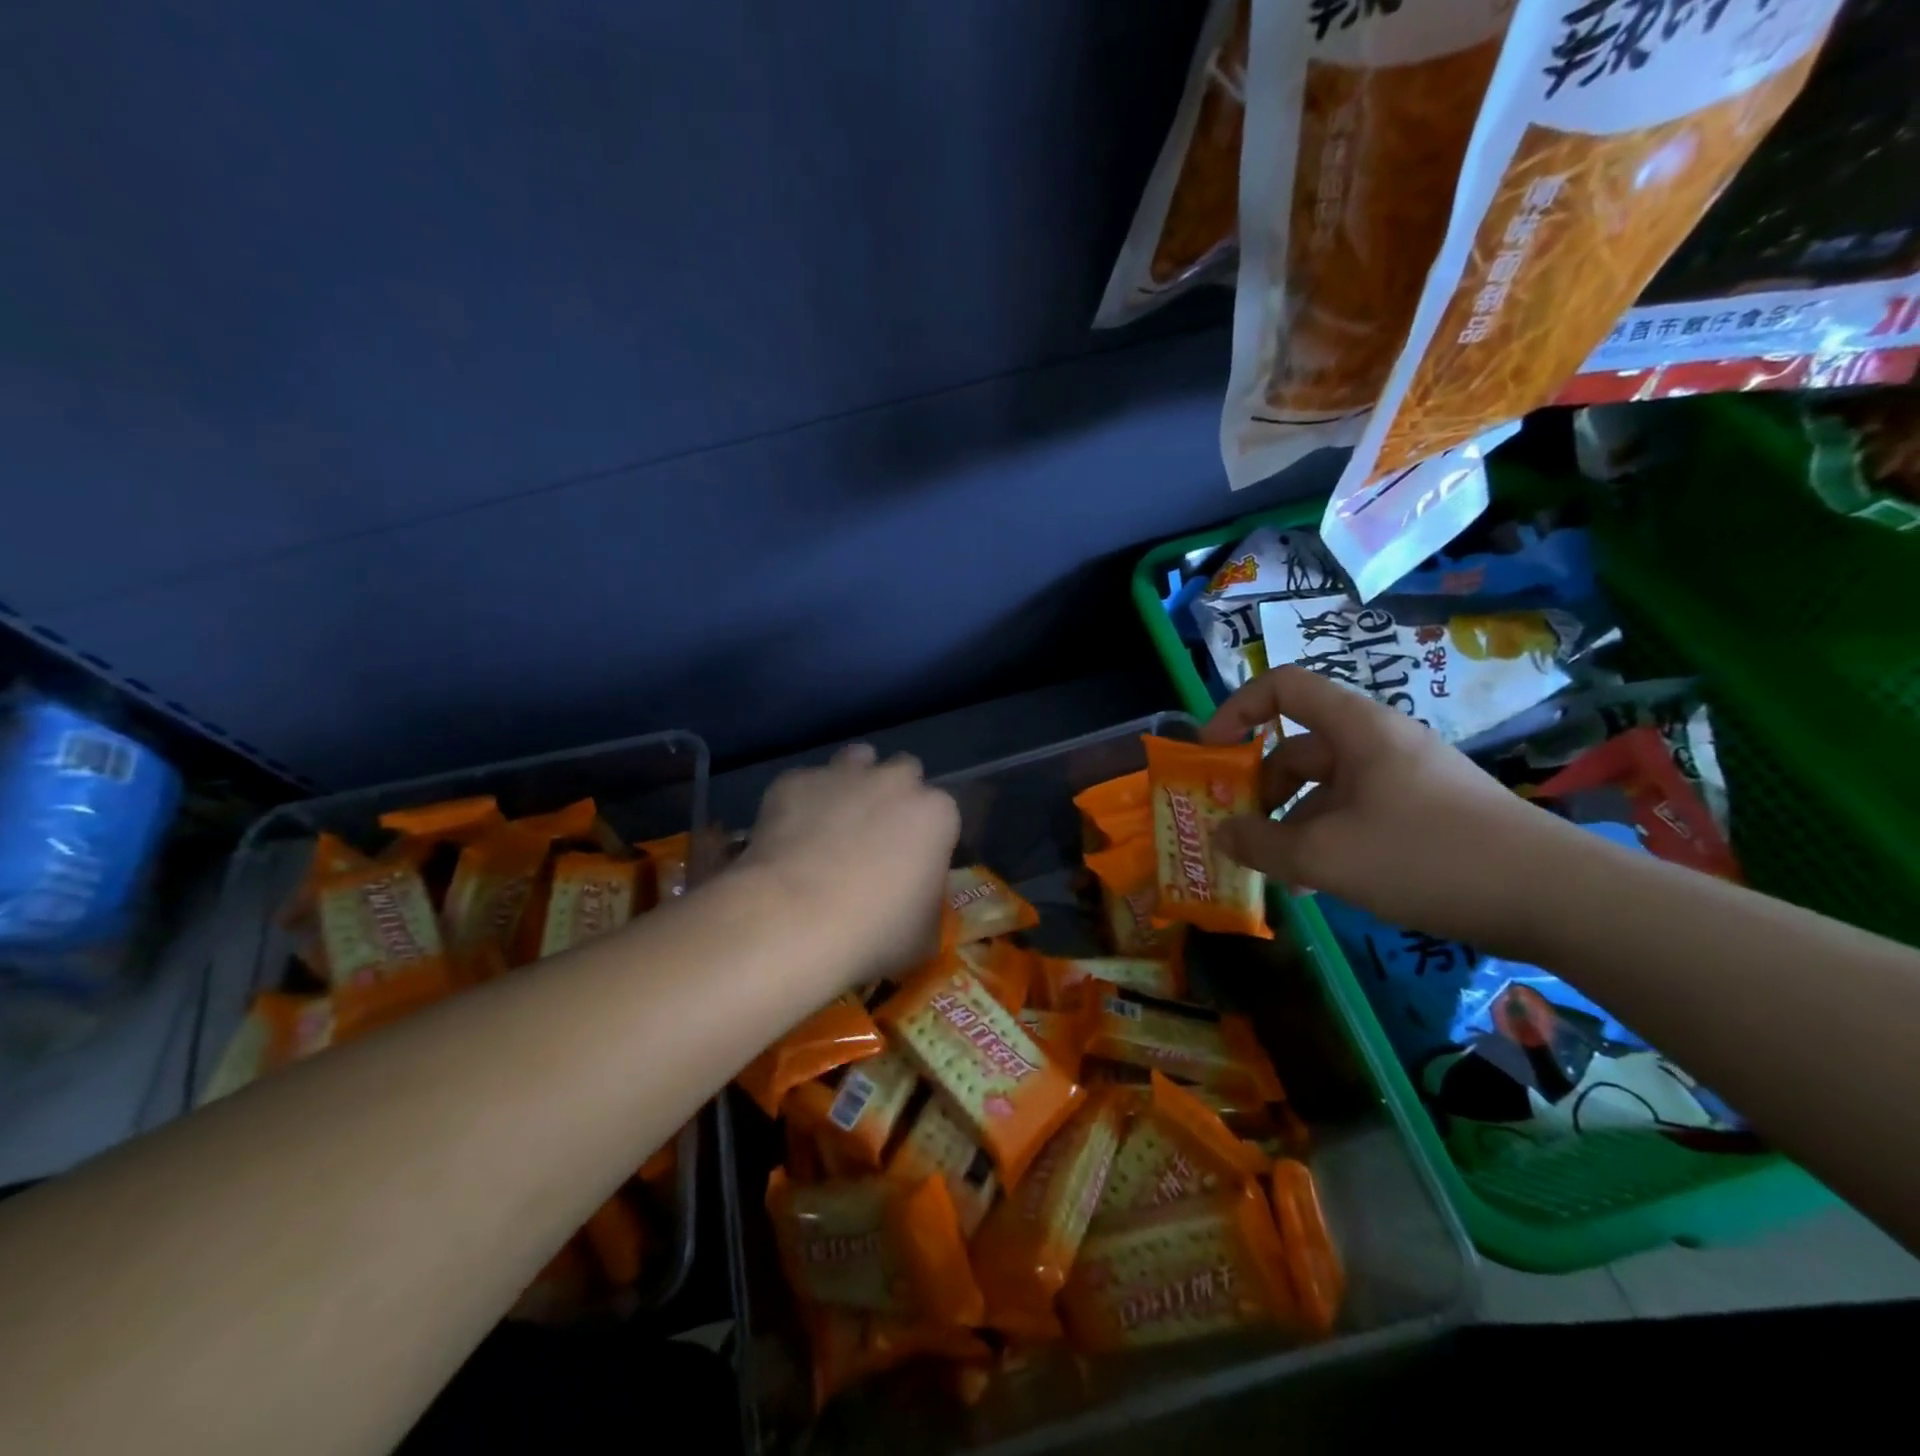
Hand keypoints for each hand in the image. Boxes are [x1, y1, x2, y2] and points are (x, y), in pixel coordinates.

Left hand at [737, 745, 959, 991]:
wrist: (793, 919)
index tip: (915, 865)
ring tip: (836, 820)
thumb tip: (918, 903)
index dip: (929, 838)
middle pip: (905, 773)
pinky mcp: (795, 780)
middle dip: (895, 796)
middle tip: (876, 838)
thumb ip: (929, 906)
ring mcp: (842, 774)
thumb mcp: (924, 936)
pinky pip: (805, 783)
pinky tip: (790, 835)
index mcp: (937, 814)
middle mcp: (895, 781)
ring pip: (857, 760)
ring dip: (853, 782)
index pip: (944, 814)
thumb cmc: (873, 932)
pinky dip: (803, 802)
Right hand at [1203, 667, 1580, 948]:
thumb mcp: (1326, 856)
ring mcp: (1405, 780)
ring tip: (1275, 871)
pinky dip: (1327, 840)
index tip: (1212, 754)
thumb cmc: (1427, 856)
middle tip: (1238, 831)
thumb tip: (1220, 834)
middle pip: (1298, 747)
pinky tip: (1318, 885)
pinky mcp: (1427, 814)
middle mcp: (1379, 744)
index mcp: (1356, 729)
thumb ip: (1261, 845)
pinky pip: (1356, 815)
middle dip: (1259, 788)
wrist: (1557, 898)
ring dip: (1290, 823)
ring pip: (1325, 790)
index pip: (1283, 688)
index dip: (1237, 710)